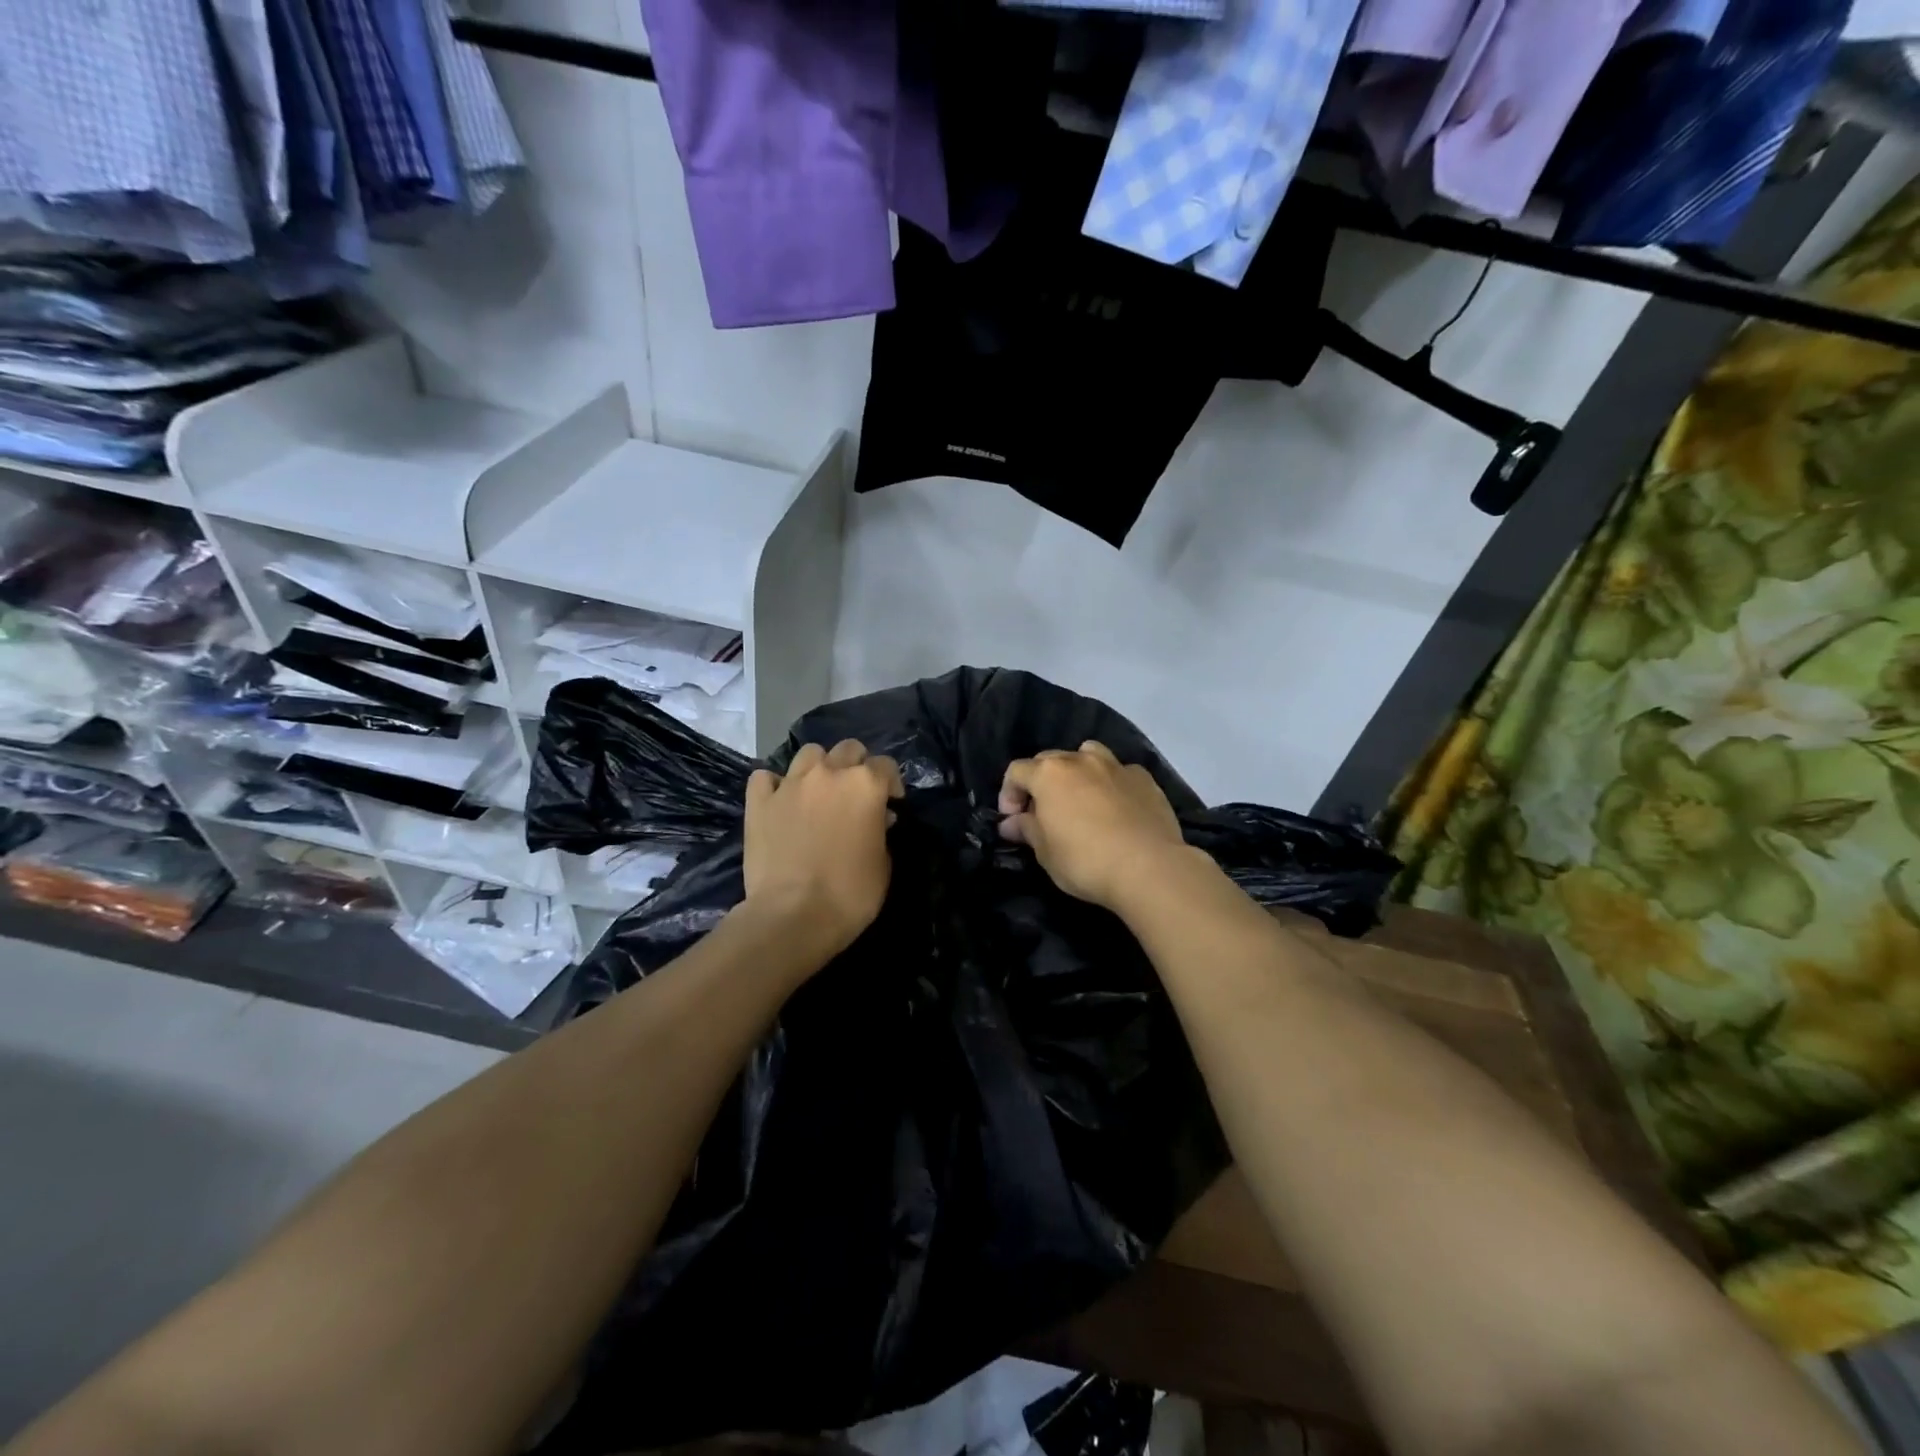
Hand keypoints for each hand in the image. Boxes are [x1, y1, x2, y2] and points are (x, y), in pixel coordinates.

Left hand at [742, 739, 904, 960]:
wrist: (793, 915)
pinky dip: (774, 784)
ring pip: (809, 753)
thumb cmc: (850, 894)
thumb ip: (882, 832)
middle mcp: (829, 773)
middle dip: (856, 765)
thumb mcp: (883, 865)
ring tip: (818, 792)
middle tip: (855, 794)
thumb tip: (878, 818)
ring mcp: (790, 784)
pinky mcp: (759, 801)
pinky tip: (780, 800)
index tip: (890, 804)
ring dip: (819, 767)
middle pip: (848, 749)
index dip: (890, 783)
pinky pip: (766, 777)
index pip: (886, 765)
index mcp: (865, 785)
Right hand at [998, 741, 1192, 910]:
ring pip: (1088, 754)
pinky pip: (1119, 772)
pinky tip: (1116, 808)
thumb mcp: (1045, 852)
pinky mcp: (1145, 779)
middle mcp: (1081, 760)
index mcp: (1049, 774)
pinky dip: (1111, 784)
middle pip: (1050, 760)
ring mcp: (1116, 766)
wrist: (1149, 867)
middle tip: (1043, 814)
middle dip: (1040, 782)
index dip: (1009, 794)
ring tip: (1080, 799)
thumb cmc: (1085, 861)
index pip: (1017, 772)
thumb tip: (1012, 823)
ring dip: (1077, 771)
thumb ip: (1027, 830)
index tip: (1013, 821)